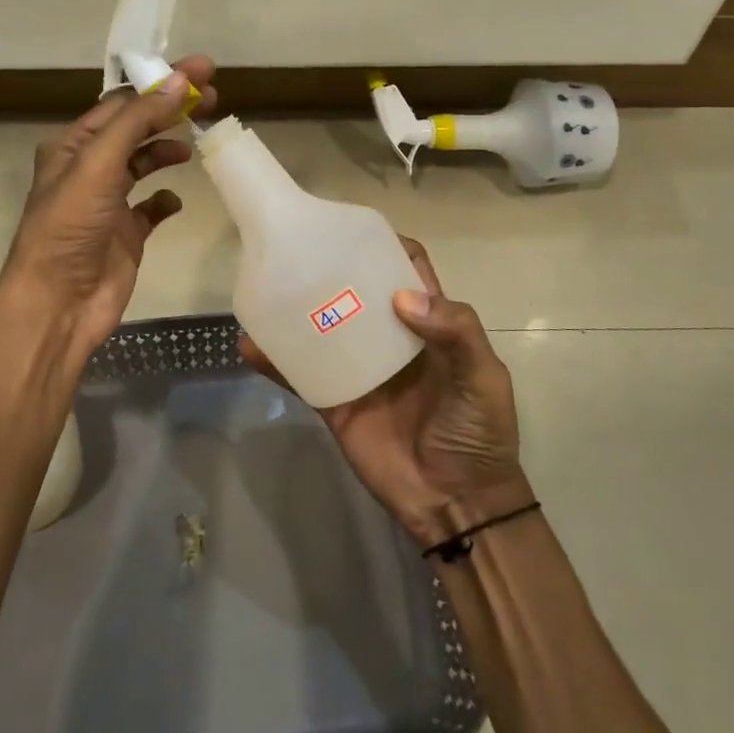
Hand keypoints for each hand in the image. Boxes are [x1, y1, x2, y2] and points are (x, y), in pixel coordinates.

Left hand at [0, 56, 217, 360]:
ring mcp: (109, 203)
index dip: (160, 83)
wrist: (59, 303)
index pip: (122, 103)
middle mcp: (90, 169)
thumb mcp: (99, 164)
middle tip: (213, 96)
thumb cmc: (71, 227)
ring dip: (168, 149)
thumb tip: (180, 82)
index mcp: (73, 146)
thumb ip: (138, 122)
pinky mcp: (127, 234)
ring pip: (144, 163)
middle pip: (137, 128)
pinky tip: (176, 199)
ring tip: (196, 141)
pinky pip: (152, 207)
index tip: (201, 71)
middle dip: (172, 109)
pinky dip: (166, 199)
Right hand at [239, 237, 532, 547]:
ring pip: (323, 328)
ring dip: (296, 309)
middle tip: (298, 246)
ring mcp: (358, 370)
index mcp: (428, 326)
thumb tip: (401, 297)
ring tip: (267, 282)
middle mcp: (389, 339)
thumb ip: (456, 331)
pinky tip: (249, 343)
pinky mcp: (335, 402)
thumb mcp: (484, 377)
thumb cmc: (478, 433)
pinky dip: (275, 361)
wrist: (456, 504)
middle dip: (333, 268)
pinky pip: (301, 376)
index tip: (353, 228)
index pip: (406, 272)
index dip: (386, 246)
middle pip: (358, 292)